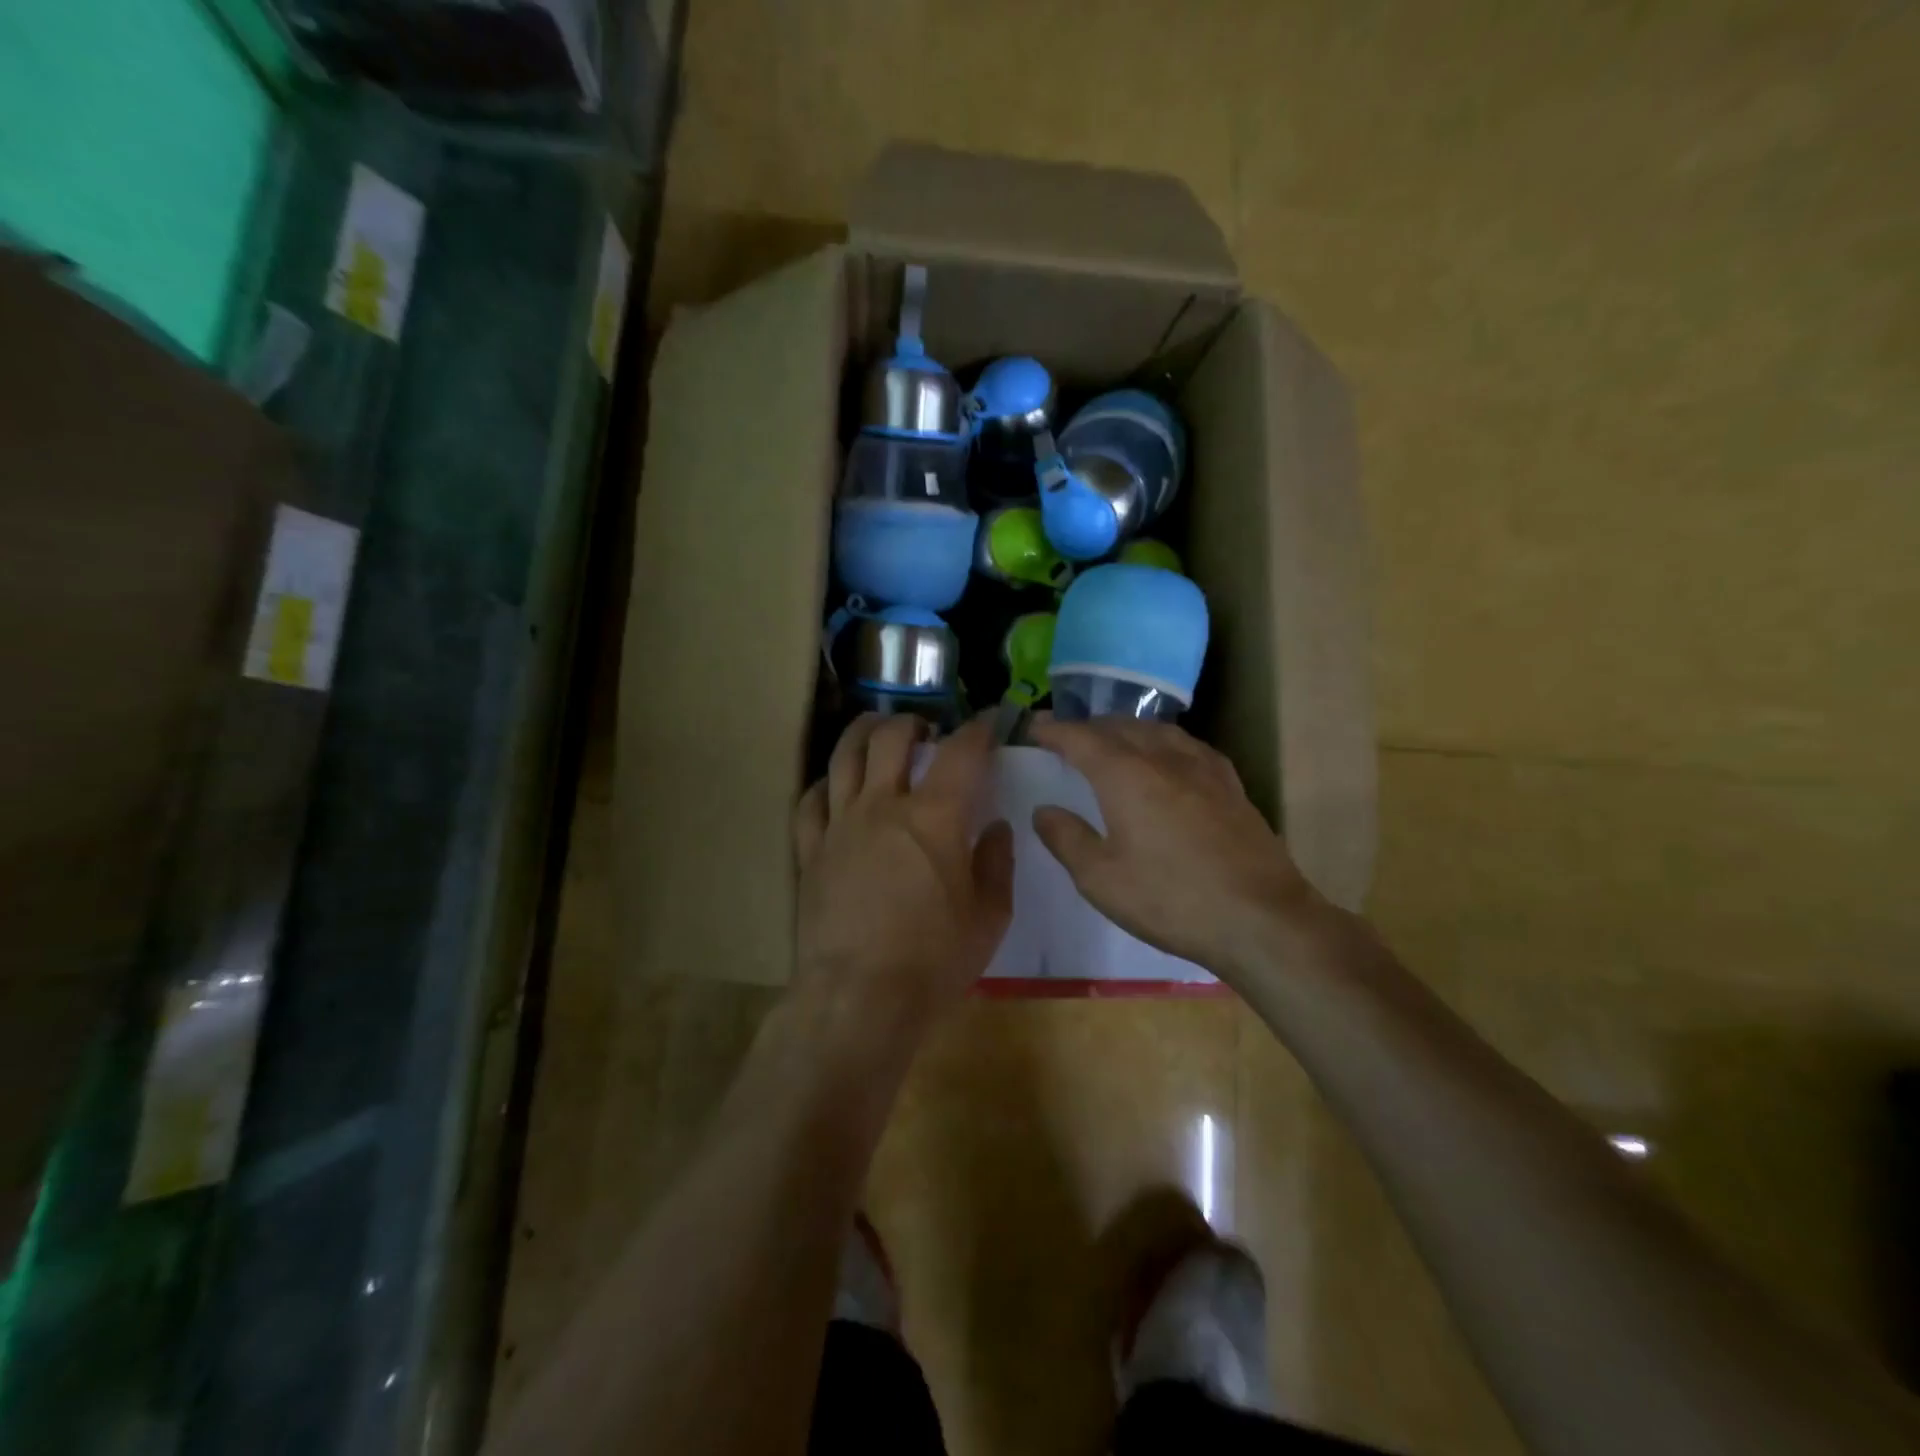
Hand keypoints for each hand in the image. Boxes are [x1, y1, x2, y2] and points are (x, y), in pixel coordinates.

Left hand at [792, 714, 1013, 1033]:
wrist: (859, 998)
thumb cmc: (934, 960)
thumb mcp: (989, 917)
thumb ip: (996, 864)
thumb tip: (995, 828)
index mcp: (936, 818)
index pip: (962, 753)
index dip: (979, 730)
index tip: (989, 722)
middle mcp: (884, 806)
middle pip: (892, 738)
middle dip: (913, 722)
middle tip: (927, 731)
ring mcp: (840, 825)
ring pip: (844, 756)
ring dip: (863, 733)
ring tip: (876, 731)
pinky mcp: (810, 851)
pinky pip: (810, 801)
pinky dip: (825, 784)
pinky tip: (834, 786)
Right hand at [1027, 716, 1323, 976]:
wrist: (1261, 918)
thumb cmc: (1171, 899)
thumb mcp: (1101, 879)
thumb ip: (1066, 839)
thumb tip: (1044, 810)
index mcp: (1125, 775)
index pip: (1081, 738)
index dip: (1054, 730)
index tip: (1034, 727)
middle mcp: (1163, 758)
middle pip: (1119, 727)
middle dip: (1088, 727)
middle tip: (1067, 738)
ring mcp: (1203, 768)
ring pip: (1156, 731)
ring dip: (1126, 730)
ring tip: (1112, 742)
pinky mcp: (1230, 784)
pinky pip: (1187, 745)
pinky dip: (1163, 742)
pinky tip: (1167, 758)